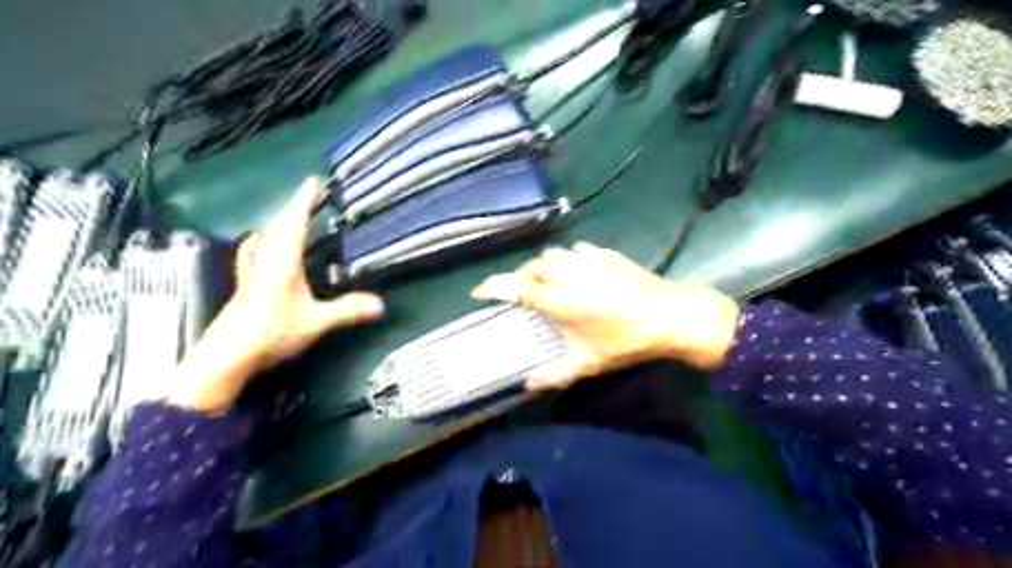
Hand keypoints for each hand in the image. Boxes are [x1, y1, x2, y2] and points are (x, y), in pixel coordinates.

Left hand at [167, 178, 386, 411]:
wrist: (227, 356)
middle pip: (277, 226)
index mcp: (283, 263)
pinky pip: (253, 254)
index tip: (313, 181)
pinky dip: (260, 243)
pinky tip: (259, 248)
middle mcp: (265, 262)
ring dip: (276, 223)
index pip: (295, 224)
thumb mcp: (316, 322)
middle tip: (307, 197)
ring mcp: (251, 274)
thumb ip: (347, 311)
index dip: (304, 201)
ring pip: (263, 239)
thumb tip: (381, 304)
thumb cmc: (272, 332)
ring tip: (287, 218)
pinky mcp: (245, 287)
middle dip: (292, 208)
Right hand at [470, 241, 740, 392]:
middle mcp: (570, 274)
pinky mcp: (605, 253)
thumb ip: (555, 374)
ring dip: (542, 267)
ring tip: (546, 281)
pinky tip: (575, 273)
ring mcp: (588, 260)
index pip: (517, 288)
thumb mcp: (589, 362)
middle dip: (519, 277)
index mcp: (561, 300)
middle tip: (519, 293)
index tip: (479, 291)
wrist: (670, 315)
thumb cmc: (627, 341)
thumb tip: (528, 385)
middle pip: (532, 267)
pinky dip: (566, 261)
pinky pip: (575, 252)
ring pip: (552, 255)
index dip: (494, 287)